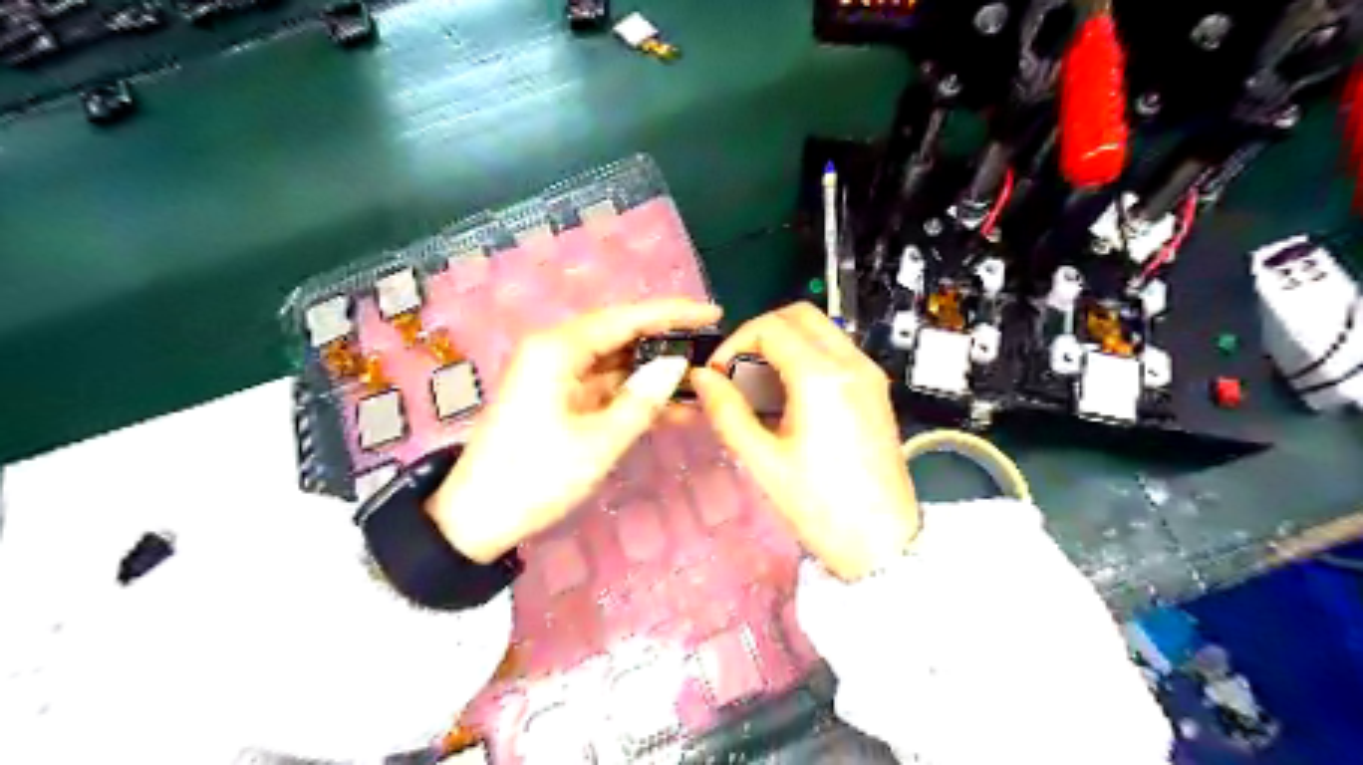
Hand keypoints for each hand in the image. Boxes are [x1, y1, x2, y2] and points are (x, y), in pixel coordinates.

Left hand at [430, 298, 716, 562]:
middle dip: (667, 345)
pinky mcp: (560, 399)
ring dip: (655, 375)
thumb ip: (642, 400)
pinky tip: (673, 409)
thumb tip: (677, 366)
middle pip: (622, 336)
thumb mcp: (597, 442)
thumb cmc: (535, 477)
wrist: (477, 518)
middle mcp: (556, 351)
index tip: (714, 313)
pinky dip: (635, 397)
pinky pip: (606, 388)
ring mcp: (557, 376)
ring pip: (617, 364)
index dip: (673, 313)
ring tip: (703, 384)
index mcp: (558, 349)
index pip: (626, 318)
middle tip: (713, 352)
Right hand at [692, 302, 915, 575]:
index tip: (718, 375)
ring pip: (821, 329)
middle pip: (799, 315)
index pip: (770, 328)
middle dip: (760, 333)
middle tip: (737, 371)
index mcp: (822, 378)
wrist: (882, 542)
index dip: (735, 343)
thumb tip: (701, 378)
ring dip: (784, 343)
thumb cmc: (820, 507)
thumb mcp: (763, 461)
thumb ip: (727, 411)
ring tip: (760, 387)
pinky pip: (836, 351)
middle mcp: (851, 364)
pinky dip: (806, 357)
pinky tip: (790, 398)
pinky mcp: (876, 389)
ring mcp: (869, 374)